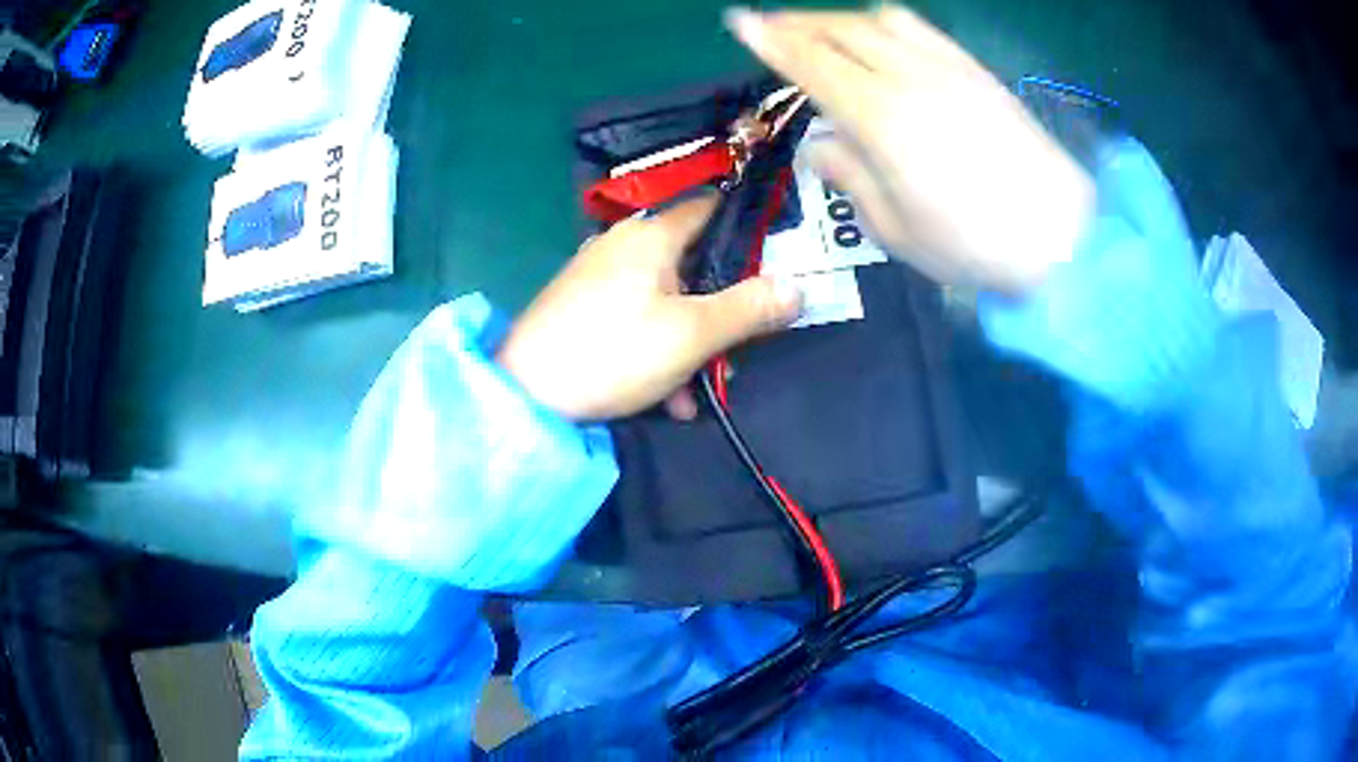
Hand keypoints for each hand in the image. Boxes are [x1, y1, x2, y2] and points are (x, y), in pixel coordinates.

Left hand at [497, 195, 802, 420]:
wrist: (525, 395)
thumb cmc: (613, 352)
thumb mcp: (692, 335)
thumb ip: (749, 309)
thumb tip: (800, 287)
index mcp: (651, 235)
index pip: (710, 209)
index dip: (746, 231)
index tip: (774, 264)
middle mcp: (622, 244)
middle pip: (691, 262)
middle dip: (719, 305)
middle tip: (738, 343)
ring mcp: (597, 275)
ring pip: (665, 297)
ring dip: (689, 340)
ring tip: (698, 389)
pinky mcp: (581, 307)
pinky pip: (634, 317)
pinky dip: (656, 348)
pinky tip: (665, 397)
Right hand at [726, 5, 1093, 295]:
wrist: (1062, 238)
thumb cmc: (974, 247)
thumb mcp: (895, 230)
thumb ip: (851, 179)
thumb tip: (823, 145)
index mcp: (881, 118)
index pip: (812, 62)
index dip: (772, 40)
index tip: (740, 22)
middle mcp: (911, 77)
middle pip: (842, 29)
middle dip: (799, 22)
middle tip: (771, 25)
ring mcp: (949, 68)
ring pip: (880, 19)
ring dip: (840, 18)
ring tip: (822, 30)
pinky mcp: (977, 72)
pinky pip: (922, 29)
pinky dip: (886, 24)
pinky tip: (880, 37)